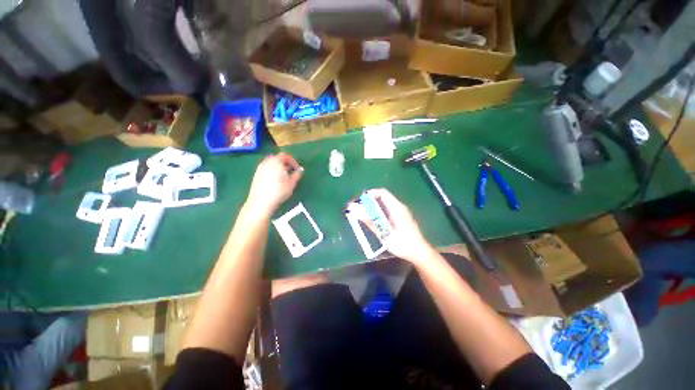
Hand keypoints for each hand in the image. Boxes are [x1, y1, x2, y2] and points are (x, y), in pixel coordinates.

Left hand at [246, 153, 302, 215]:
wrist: (261, 202)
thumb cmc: (279, 191)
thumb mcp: (292, 183)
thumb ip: (297, 174)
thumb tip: (300, 170)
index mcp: (276, 161)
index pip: (285, 156)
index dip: (293, 161)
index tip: (297, 169)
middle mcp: (267, 162)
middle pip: (277, 158)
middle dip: (285, 163)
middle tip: (291, 171)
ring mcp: (260, 168)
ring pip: (271, 164)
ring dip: (279, 167)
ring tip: (284, 177)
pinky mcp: (256, 175)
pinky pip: (266, 169)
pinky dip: (272, 171)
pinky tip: (276, 181)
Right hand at [363, 189, 435, 264]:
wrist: (419, 253)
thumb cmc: (402, 243)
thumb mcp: (384, 233)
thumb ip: (369, 220)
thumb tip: (354, 210)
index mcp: (397, 207)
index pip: (382, 193)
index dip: (370, 194)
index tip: (359, 201)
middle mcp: (399, 207)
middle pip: (382, 198)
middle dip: (369, 201)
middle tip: (357, 209)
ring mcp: (400, 212)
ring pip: (384, 205)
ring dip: (372, 208)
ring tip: (362, 214)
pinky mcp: (400, 218)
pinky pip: (387, 210)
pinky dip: (378, 213)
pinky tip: (373, 221)